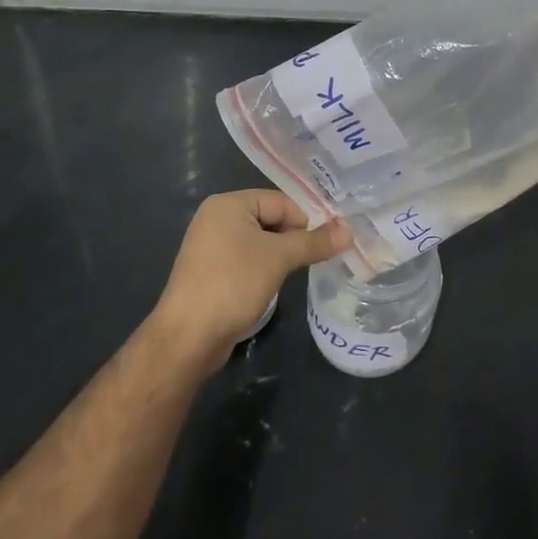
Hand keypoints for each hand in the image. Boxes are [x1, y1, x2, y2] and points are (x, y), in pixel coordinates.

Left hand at [152, 190, 351, 369]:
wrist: (188, 337)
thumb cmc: (233, 284)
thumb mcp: (279, 258)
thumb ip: (314, 242)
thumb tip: (349, 230)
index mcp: (228, 204)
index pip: (280, 201)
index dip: (305, 221)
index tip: (325, 244)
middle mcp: (216, 219)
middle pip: (270, 219)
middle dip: (294, 239)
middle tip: (316, 259)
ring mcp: (210, 247)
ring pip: (260, 243)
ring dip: (281, 256)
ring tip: (297, 273)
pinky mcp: (210, 273)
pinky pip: (247, 261)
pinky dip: (264, 269)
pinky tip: (273, 286)